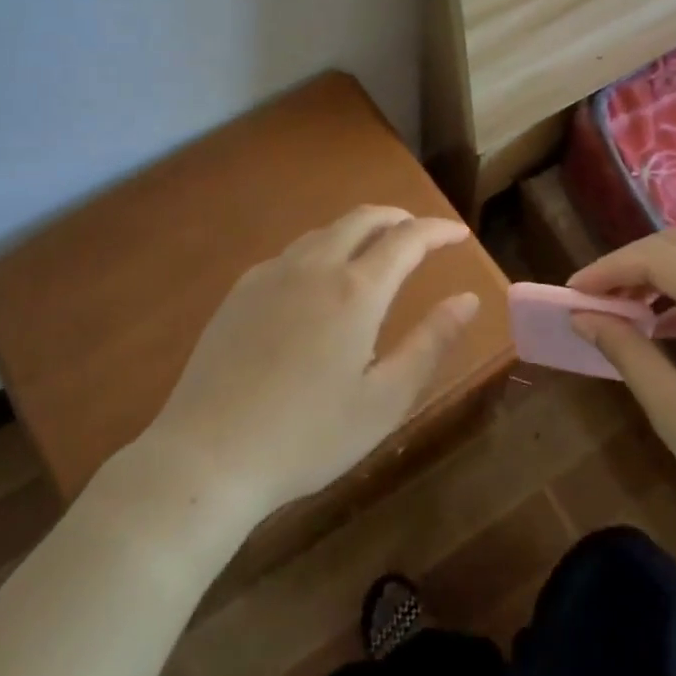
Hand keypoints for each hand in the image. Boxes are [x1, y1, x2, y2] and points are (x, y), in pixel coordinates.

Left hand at [136, 206, 479, 528]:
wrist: (206, 457)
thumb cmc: (308, 436)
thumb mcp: (385, 399)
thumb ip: (431, 342)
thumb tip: (469, 299)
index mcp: (356, 290)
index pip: (408, 238)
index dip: (438, 230)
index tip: (459, 235)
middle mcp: (315, 267)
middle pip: (363, 218)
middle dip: (399, 218)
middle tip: (421, 235)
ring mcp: (272, 274)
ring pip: (326, 231)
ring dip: (360, 230)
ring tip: (377, 252)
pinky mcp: (241, 291)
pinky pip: (293, 252)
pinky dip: (323, 249)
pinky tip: (321, 281)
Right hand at [569, 231, 675, 553]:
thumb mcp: (675, 409)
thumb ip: (626, 351)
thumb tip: (583, 316)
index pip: (657, 257)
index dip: (607, 270)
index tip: (571, 293)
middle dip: (630, 266)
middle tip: (594, 300)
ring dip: (659, 276)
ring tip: (624, 311)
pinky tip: (666, 325)